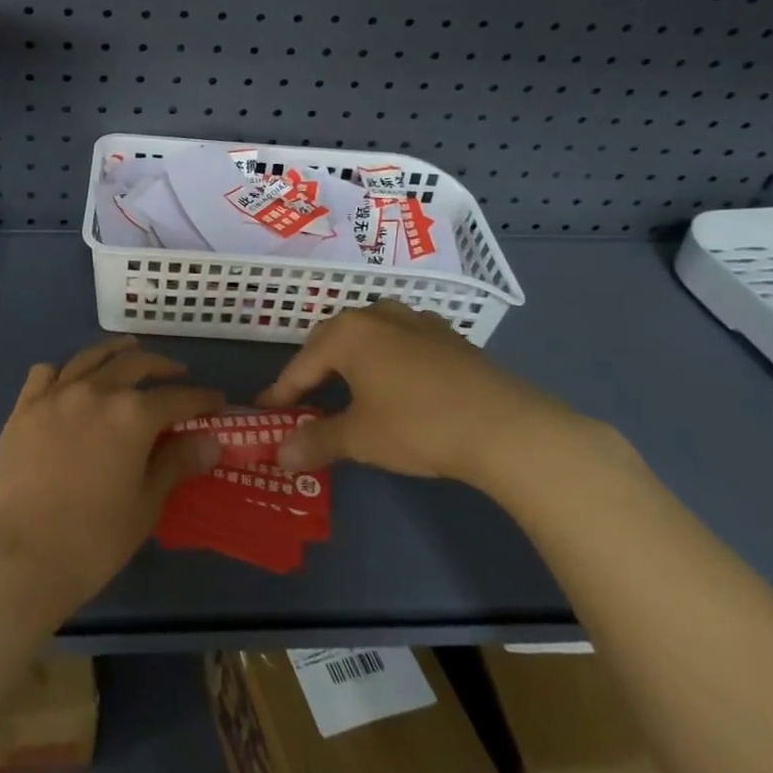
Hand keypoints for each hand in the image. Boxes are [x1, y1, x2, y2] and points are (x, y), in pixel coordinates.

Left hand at [0, 336, 223, 622]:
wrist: (16, 559)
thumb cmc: (91, 541)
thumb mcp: (145, 506)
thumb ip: (176, 464)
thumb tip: (211, 440)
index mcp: (131, 415)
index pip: (177, 397)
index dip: (201, 398)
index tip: (216, 401)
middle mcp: (95, 391)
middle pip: (135, 364)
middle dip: (162, 367)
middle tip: (177, 376)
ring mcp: (55, 395)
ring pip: (91, 357)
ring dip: (116, 352)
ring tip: (130, 351)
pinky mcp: (23, 408)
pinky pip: (46, 372)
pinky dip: (65, 370)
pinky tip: (71, 380)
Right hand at [256, 299, 577, 486]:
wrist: (505, 426)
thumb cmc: (418, 425)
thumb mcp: (361, 438)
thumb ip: (317, 441)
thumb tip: (279, 456)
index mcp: (348, 333)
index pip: (302, 364)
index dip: (282, 390)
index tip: (267, 410)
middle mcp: (377, 315)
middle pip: (332, 339)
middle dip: (314, 368)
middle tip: (304, 398)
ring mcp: (416, 321)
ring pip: (370, 333)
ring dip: (352, 357)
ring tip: (348, 385)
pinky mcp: (448, 336)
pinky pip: (402, 340)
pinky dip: (388, 358)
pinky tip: (397, 381)